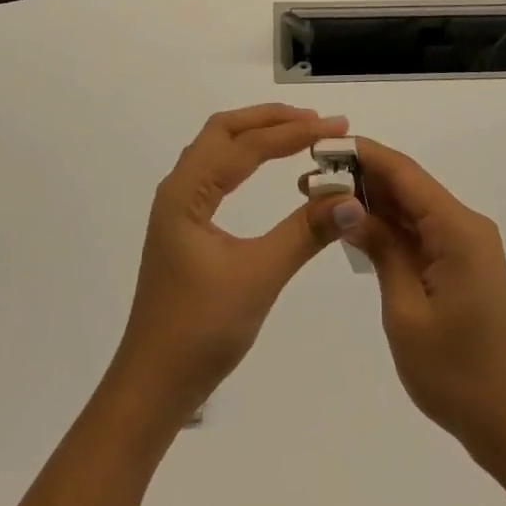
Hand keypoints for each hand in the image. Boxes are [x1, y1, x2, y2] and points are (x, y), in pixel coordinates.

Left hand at [106, 104, 350, 429]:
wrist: (154, 386)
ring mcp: (179, 207)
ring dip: (257, 134)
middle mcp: (178, 189)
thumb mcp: (259, 276)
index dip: (292, 132)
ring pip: (218, 149)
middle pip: (224, 131)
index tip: (335, 128)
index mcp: (186, 193)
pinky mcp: (186, 225)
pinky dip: (247, 157)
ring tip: (300, 133)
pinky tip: (266, 166)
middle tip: (318, 122)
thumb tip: (352, 198)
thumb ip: (305, 232)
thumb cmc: (201, 330)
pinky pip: (218, 172)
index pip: (245, 146)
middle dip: (271, 120)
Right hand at [334, 138, 505, 454]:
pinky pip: (421, 231)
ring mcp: (467, 245)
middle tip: (309, 179)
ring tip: (322, 199)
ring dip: (372, 202)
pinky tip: (356, 228)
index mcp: (458, 230)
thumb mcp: (405, 311)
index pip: (405, 173)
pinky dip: (389, 227)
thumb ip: (380, 249)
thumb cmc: (455, 373)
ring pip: (413, 207)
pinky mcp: (463, 264)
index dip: (363, 154)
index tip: (321, 147)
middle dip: (361, 177)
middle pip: (409, 185)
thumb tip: (349, 205)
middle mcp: (466, 226)